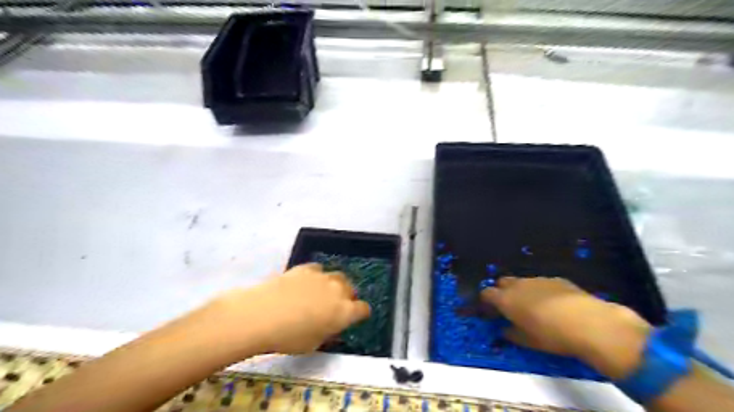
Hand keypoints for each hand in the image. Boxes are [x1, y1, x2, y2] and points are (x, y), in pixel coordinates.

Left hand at [215, 266, 369, 355]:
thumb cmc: (289, 337)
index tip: (354, 318)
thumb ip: (327, 333)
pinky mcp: (306, 268)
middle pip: (351, 289)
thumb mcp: (313, 344)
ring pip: (337, 277)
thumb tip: (330, 327)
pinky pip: (318, 270)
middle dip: (347, 298)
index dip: (360, 314)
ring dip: (334, 286)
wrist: (262, 315)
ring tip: (321, 294)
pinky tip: (305, 284)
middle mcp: (339, 290)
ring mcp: (322, 277)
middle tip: (335, 308)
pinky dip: (316, 277)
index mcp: (345, 312)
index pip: (363, 309)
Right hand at [483, 277, 653, 379]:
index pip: (486, 293)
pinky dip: (540, 291)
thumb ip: (512, 334)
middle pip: (502, 282)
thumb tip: (505, 330)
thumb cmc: (552, 335)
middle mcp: (518, 285)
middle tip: (510, 307)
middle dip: (502, 291)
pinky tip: (554, 305)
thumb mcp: (528, 341)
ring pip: (522, 281)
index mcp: (506, 299)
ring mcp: (537, 279)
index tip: (490, 311)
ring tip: (534, 307)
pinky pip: (541, 283)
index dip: (486, 301)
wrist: (590, 323)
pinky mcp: (556, 279)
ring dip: (521, 291)